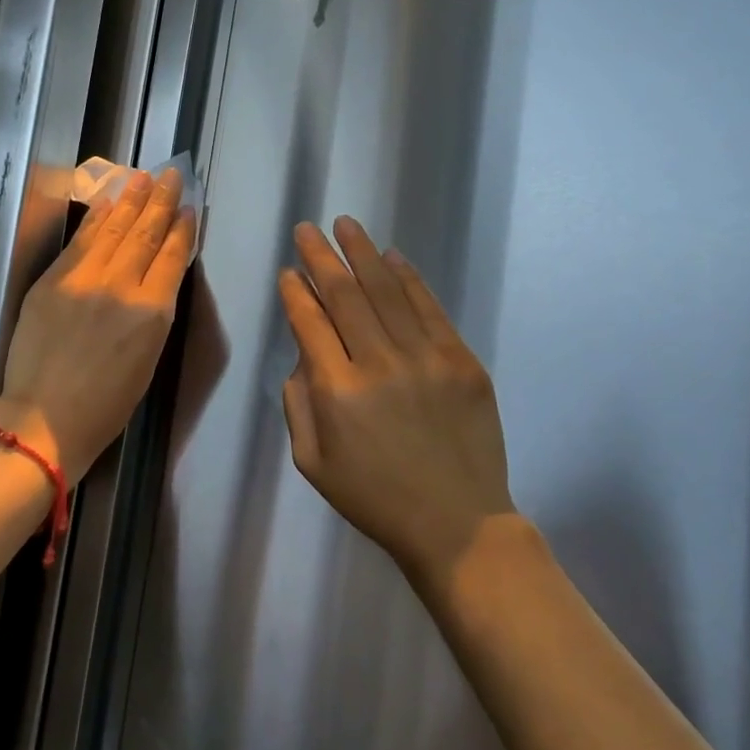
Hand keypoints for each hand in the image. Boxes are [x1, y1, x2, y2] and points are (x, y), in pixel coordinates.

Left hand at [1, 169, 195, 480]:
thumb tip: (155, 281)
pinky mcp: (53, 279)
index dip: (183, 229)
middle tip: (172, 175)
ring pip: (114, 229)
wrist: (44, 418)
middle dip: (161, 202)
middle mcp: (122, 286)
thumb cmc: (105, 406)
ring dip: (131, 200)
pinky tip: (110, 202)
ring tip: (145, 177)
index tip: (190, 208)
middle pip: (146, 234)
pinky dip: (98, 218)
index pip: (173, 257)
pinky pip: (81, 241)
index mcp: (153, 313)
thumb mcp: (147, 361)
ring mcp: (84, 278)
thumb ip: (153, 315)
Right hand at [278, 218, 513, 585]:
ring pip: (387, 291)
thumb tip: (305, 355)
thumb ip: (298, 403)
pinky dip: (409, 278)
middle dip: (321, 257)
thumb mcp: (312, 462)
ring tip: (346, 225)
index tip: (288, 271)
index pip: (310, 323)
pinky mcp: (462, 361)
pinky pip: (430, 308)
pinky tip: (393, 256)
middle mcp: (379, 363)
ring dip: (363, 254)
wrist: (456, 523)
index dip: (296, 292)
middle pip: (345, 295)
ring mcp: (426, 358)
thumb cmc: (374, 498)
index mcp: (337, 391)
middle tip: (307, 229)